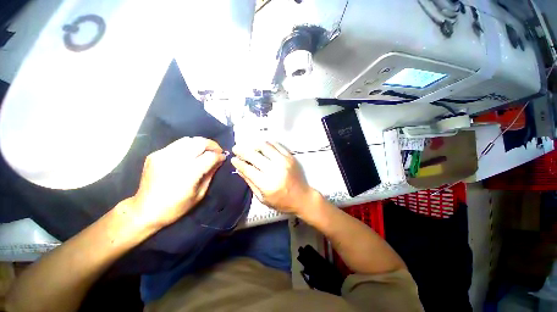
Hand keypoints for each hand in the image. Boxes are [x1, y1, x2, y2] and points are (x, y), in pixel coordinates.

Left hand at [131, 137, 224, 228]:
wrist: (144, 210)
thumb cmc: (176, 207)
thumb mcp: (199, 194)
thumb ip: (210, 174)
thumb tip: (219, 160)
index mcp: (188, 174)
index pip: (210, 156)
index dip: (219, 155)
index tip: (223, 157)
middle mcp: (175, 161)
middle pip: (200, 143)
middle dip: (212, 145)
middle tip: (217, 151)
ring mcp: (163, 155)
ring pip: (188, 140)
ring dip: (200, 144)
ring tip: (205, 151)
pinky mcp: (155, 154)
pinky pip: (177, 144)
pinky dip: (188, 146)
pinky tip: (190, 154)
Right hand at [231, 141, 317, 214]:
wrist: (302, 197)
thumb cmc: (281, 202)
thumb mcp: (263, 198)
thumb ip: (250, 182)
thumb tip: (239, 169)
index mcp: (267, 184)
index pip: (248, 168)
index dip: (238, 162)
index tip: (233, 159)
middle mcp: (275, 170)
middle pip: (254, 155)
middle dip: (242, 150)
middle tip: (236, 149)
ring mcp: (284, 161)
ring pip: (265, 146)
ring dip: (254, 145)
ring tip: (249, 147)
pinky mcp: (290, 157)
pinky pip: (276, 145)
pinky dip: (267, 144)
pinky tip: (262, 147)